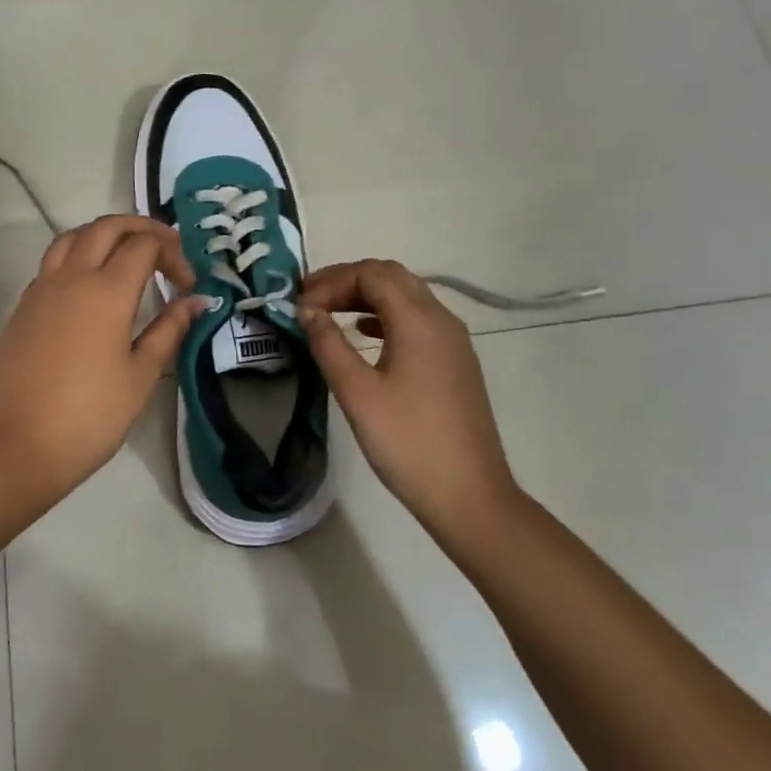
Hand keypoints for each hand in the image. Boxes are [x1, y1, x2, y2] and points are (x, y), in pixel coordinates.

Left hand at [0, 215, 203, 499]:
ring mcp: (41, 288)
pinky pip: (53, 261)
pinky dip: (78, 255)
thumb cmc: (90, 416)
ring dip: (104, 235)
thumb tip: (195, 302)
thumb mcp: (141, 376)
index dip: (173, 254)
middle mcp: (72, 277)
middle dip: (141, 228)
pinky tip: (90, 285)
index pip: (145, 245)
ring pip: (74, 236)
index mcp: (107, 291)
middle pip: (107, 226)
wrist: (18, 446)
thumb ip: (168, 330)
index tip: (187, 285)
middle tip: (165, 249)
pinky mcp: (23, 305)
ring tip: (126, 256)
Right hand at [298, 259, 519, 542]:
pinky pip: (417, 321)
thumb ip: (329, 344)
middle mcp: (441, 320)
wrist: (470, 497)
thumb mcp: (357, 393)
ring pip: (406, 297)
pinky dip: (386, 317)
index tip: (300, 304)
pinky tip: (364, 336)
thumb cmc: (408, 442)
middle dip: (348, 281)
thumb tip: (307, 310)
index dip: (332, 281)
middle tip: (311, 300)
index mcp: (419, 321)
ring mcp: (453, 342)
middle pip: (392, 277)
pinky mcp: (455, 363)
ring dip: (366, 296)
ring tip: (330, 314)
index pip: (373, 274)